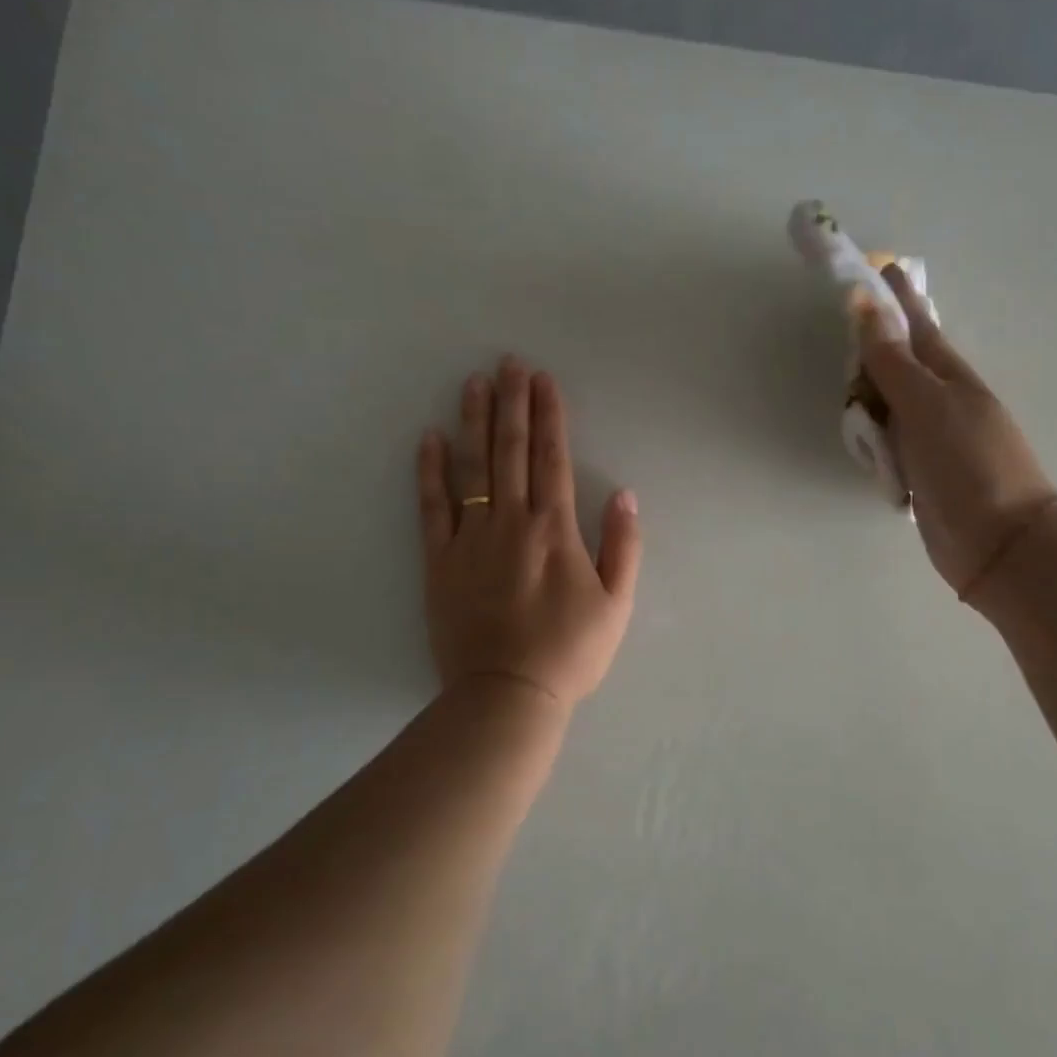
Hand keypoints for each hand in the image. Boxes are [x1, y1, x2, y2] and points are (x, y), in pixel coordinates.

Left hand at [417, 358, 640, 709]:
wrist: (508, 694)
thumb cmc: (570, 652)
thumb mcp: (616, 605)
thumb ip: (623, 547)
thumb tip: (626, 495)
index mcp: (555, 530)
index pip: (552, 458)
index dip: (549, 415)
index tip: (543, 379)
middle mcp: (511, 523)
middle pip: (510, 451)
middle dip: (512, 403)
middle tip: (508, 362)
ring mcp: (470, 539)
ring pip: (472, 468)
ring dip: (475, 422)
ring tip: (474, 383)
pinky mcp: (439, 561)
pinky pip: (432, 506)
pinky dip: (430, 471)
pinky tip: (430, 439)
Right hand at [858, 265, 1056, 601]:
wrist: (999, 543)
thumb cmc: (969, 464)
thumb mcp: (927, 405)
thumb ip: (892, 361)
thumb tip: (866, 304)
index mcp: (949, 376)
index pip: (917, 326)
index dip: (897, 299)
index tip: (877, 269)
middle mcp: (941, 402)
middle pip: (899, 364)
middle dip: (875, 345)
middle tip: (846, 327)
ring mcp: (931, 440)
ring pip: (890, 405)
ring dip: (869, 394)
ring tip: (846, 382)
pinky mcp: (920, 474)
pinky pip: (888, 443)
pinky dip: (872, 436)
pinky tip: (860, 435)